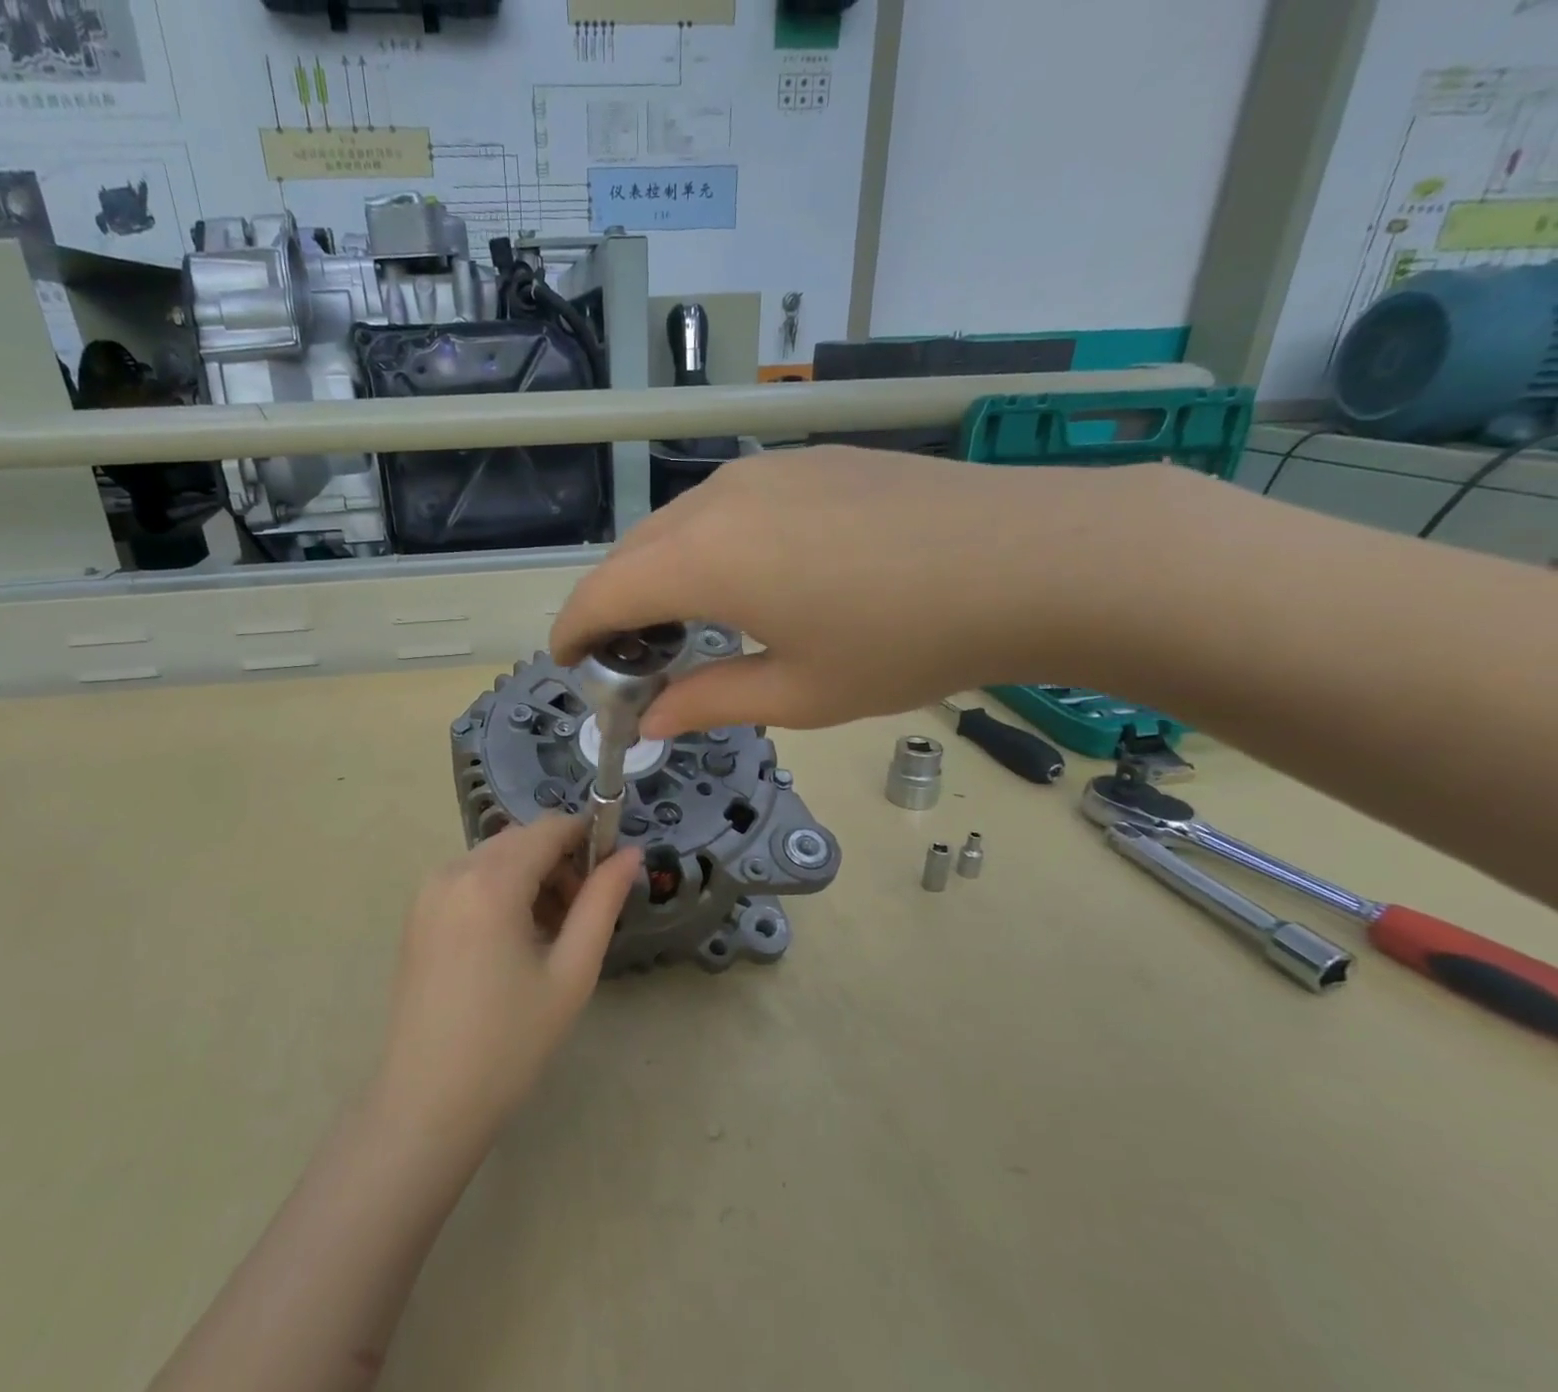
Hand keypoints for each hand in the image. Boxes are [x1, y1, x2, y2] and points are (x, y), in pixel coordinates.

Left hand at [374, 814, 641, 1144]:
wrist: (427, 1103)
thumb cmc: (510, 1042)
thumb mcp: (571, 972)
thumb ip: (602, 902)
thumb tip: (629, 854)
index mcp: (490, 882)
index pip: (550, 828)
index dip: (588, 839)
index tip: (611, 876)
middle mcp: (452, 871)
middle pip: (521, 840)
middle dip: (560, 862)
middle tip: (582, 916)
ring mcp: (428, 892)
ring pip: (496, 858)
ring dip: (531, 877)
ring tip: (552, 935)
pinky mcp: (418, 914)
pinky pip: (470, 880)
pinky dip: (501, 891)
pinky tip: (514, 941)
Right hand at [550, 445, 1174, 737]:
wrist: (1031, 557)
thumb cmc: (906, 641)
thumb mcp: (799, 692)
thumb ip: (708, 701)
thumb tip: (651, 721)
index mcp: (705, 559)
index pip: (603, 592)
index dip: (574, 630)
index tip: (569, 663)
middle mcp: (718, 500)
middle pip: (631, 553)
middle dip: (613, 606)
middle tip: (632, 660)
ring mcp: (765, 472)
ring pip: (676, 525)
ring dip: (657, 574)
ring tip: (684, 624)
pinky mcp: (806, 462)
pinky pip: (723, 506)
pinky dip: (702, 546)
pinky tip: (742, 580)